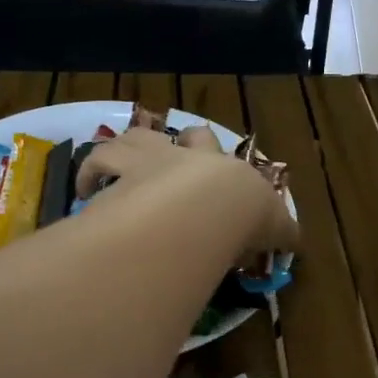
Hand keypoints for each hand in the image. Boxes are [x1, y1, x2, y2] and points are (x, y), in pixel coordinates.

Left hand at [76, 128, 298, 258]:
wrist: (207, 205)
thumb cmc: (243, 216)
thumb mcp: (274, 226)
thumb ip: (282, 232)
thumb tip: (296, 241)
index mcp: (219, 165)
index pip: (217, 151)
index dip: (211, 155)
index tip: (210, 174)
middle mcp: (184, 154)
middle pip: (179, 135)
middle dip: (177, 144)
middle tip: (168, 159)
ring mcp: (150, 158)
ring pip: (135, 137)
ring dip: (125, 148)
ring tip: (120, 168)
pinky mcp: (120, 170)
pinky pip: (97, 161)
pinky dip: (89, 171)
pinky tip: (81, 189)